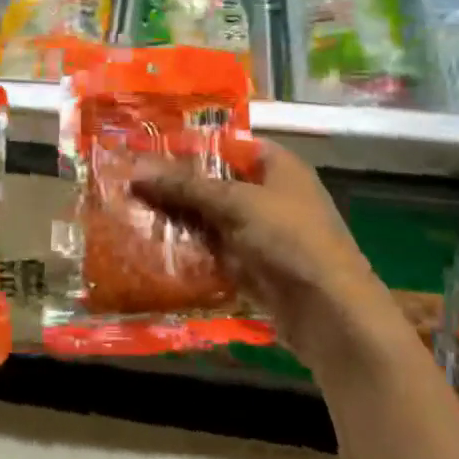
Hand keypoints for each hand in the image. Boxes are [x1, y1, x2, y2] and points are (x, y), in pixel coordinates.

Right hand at [132, 139, 402, 372]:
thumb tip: (135, 169)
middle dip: (175, 186)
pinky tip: (151, 248)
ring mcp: (260, 234)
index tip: (146, 147)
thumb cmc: (290, 239)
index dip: (189, 146)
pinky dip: (188, 250)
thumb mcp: (236, 203)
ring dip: (177, 220)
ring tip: (128, 212)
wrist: (330, 313)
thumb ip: (186, 186)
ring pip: (210, 220)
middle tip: (128, 182)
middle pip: (214, 184)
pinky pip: (213, 253)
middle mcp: (269, 195)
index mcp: (277, 166)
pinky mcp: (252, 268)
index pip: (226, 145)